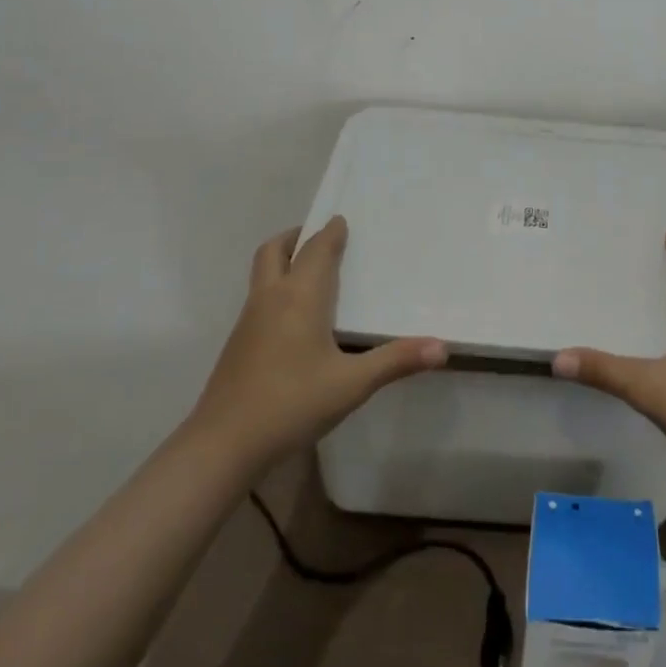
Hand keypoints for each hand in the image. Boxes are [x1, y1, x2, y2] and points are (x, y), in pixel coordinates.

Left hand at [185, 217, 447, 471]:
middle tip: (320, 237)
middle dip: (296, 236)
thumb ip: (396, 361)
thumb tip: (443, 347)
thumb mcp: (352, 385)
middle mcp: (270, 298)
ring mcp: (248, 321)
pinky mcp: (237, 344)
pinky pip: (259, 298)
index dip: (331, 232)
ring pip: (262, 274)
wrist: (222, 446)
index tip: (343, 220)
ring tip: (311, 271)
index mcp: (300, 297)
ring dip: (284, 260)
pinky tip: (295, 318)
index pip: (316, 249)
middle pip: (275, 250)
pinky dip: (276, 288)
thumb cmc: (291, 404)